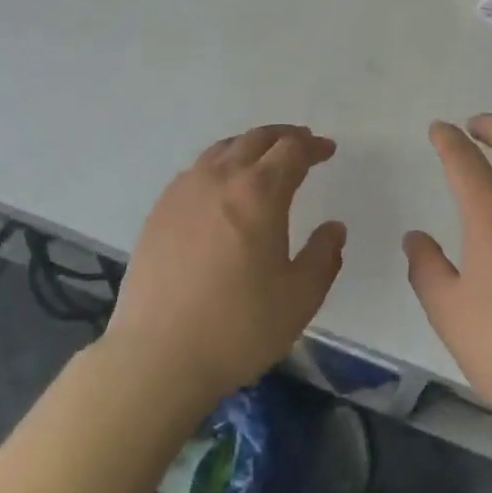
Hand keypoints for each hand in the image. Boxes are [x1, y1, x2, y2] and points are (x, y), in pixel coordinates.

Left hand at [104, 125, 345, 408]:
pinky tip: (221, 187)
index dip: (313, 146)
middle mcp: (220, 178)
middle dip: (284, 137)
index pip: (292, 150)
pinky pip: (196, 170)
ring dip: (250, 145)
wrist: (157, 355)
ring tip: (263, 158)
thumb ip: (323, 257)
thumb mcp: (299, 298)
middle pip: (256, 139)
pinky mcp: (160, 210)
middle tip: (301, 144)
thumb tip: (334, 228)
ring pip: (223, 149)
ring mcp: (184, 190)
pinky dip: (220, 164)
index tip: (327, 150)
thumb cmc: (237, 327)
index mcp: (259, 193)